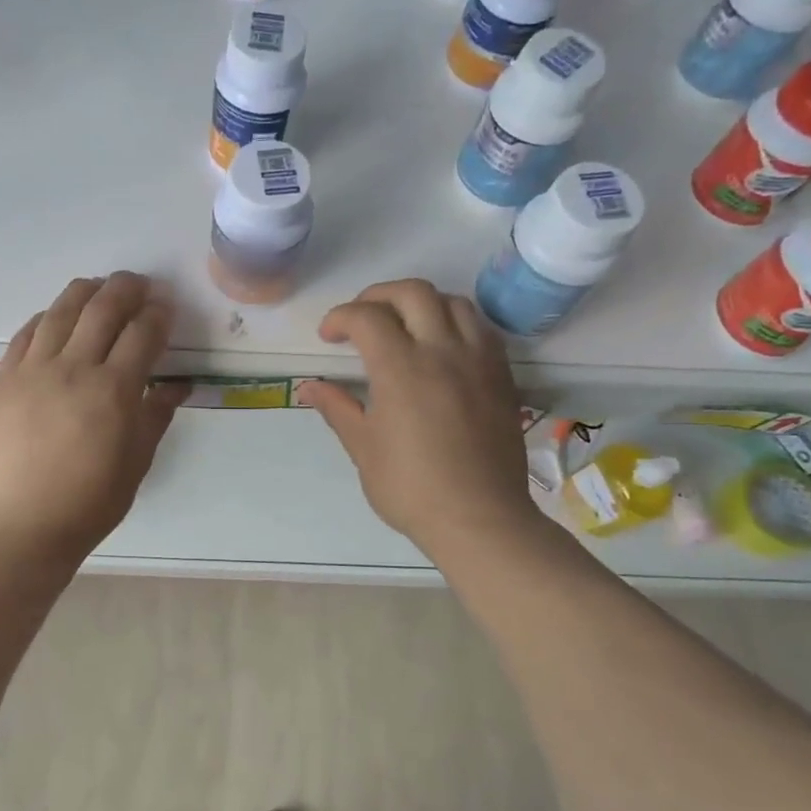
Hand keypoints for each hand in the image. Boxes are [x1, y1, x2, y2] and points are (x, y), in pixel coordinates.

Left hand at [0, 273, 186, 563]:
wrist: (23, 526)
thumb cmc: (90, 502)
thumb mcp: (137, 461)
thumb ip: (157, 415)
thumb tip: (176, 384)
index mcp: (114, 391)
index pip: (142, 333)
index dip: (158, 314)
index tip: (165, 307)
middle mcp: (73, 368)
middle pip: (103, 308)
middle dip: (127, 288)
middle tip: (139, 284)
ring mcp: (32, 371)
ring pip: (61, 311)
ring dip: (86, 292)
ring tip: (99, 287)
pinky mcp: (2, 380)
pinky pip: (25, 334)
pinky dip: (46, 318)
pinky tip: (55, 317)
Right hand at [298, 280, 540, 560]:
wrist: (479, 518)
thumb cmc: (411, 488)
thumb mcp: (363, 448)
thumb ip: (337, 407)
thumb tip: (308, 386)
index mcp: (401, 369)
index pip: (367, 316)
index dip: (340, 317)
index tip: (328, 337)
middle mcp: (443, 351)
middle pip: (413, 292)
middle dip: (378, 295)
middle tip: (361, 319)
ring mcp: (478, 360)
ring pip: (454, 302)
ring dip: (421, 304)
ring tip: (404, 327)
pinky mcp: (502, 375)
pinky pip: (480, 328)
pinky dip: (454, 322)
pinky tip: (441, 347)